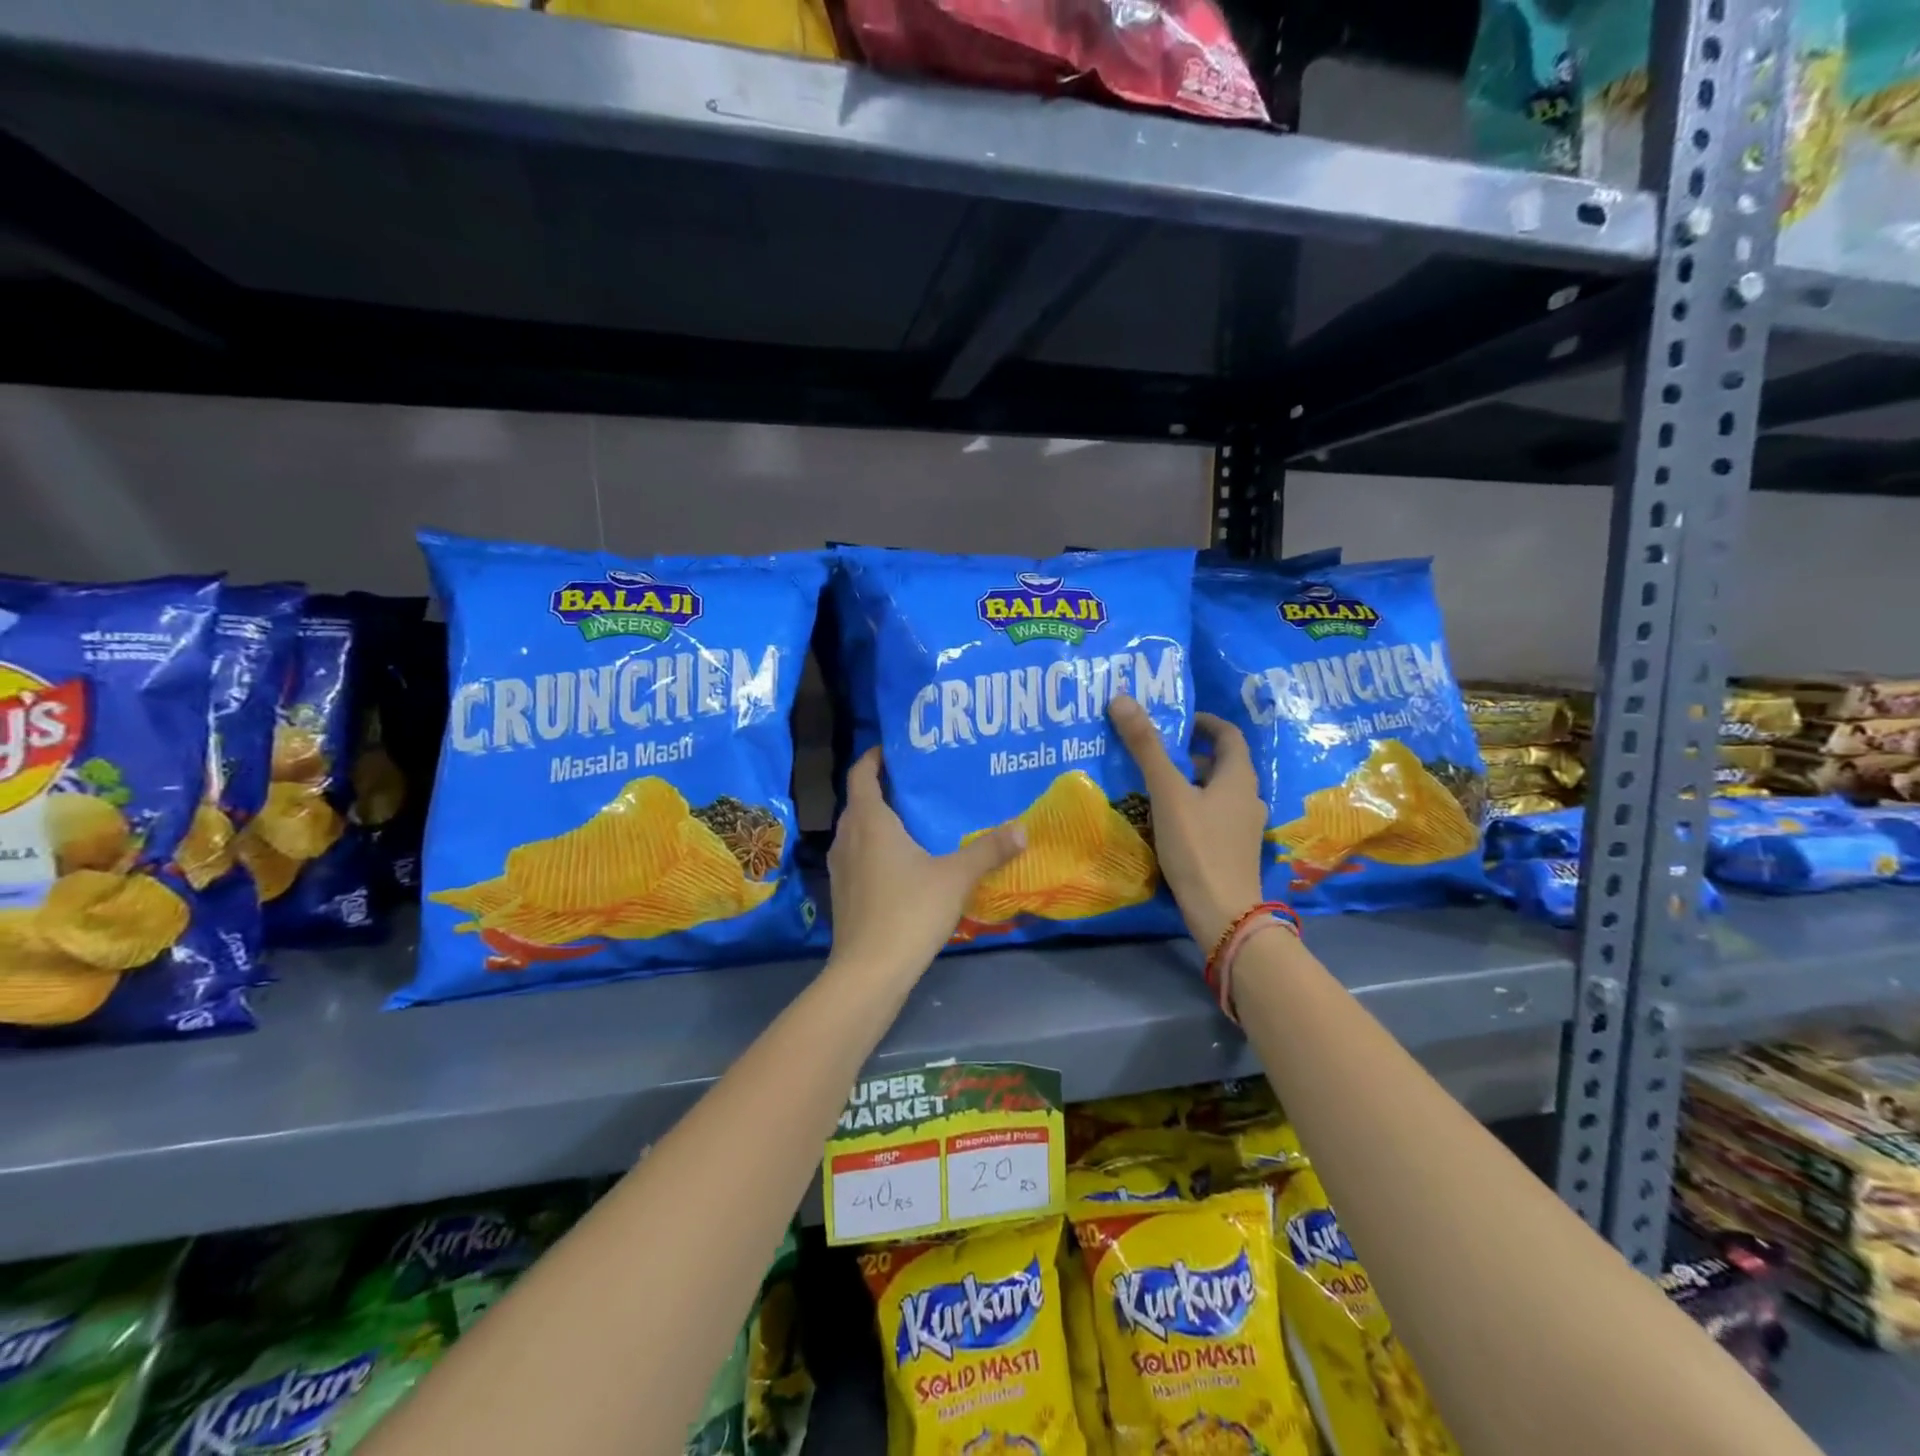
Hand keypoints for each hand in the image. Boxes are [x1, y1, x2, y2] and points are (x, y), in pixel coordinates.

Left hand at [826, 748, 1026, 982]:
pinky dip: (873, 847)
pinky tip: (900, 863)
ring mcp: (841, 867)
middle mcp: (848, 837)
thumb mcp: (956, 876)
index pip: (861, 774)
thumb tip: (1022, 828)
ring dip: (875, 820)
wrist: (870, 970)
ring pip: (855, 830)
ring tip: (911, 820)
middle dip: (880, 788)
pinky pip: (856, 855)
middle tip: (914, 784)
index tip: (892, 750)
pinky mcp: (842, 892)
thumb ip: (989, 849)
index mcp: (870, 822)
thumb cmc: (910, 911)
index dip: (873, 758)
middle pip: (858, 801)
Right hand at [1109, 695, 1266, 947]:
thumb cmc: (1198, 847)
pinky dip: (1191, 808)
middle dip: (1188, 754)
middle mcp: (1248, 798)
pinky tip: (1165, 821)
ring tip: (1153, 785)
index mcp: (1239, 778)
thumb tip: (1122, 698)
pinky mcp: (1233, 851)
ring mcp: (1243, 827)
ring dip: (1188, 783)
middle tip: (1154, 751)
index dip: (1204, 722)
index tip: (1177, 720)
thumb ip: (1146, 747)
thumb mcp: (1167, 793)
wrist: (1223, 913)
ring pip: (1215, 792)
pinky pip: (1212, 816)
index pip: (1228, 735)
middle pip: (1220, 764)